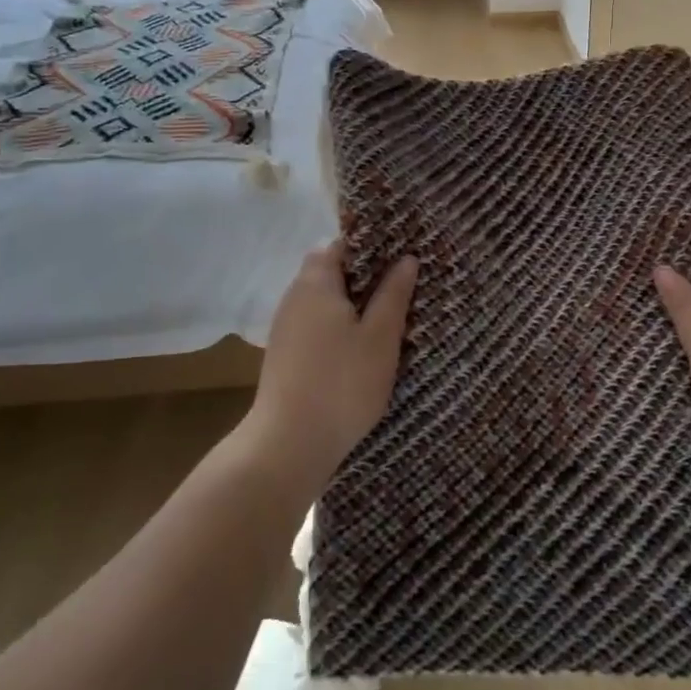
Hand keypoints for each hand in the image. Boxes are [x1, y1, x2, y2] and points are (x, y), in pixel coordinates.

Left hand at [249, 241, 417, 490]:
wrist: (289, 444)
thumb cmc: (342, 383)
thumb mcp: (380, 337)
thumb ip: (394, 294)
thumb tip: (406, 259)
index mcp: (316, 282)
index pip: (340, 245)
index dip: (371, 247)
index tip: (401, 257)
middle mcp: (295, 297)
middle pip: (330, 272)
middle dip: (364, 278)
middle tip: (400, 290)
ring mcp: (285, 327)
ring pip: (323, 301)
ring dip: (351, 305)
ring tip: (386, 320)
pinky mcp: (284, 355)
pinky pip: (315, 326)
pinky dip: (337, 328)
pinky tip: (359, 349)